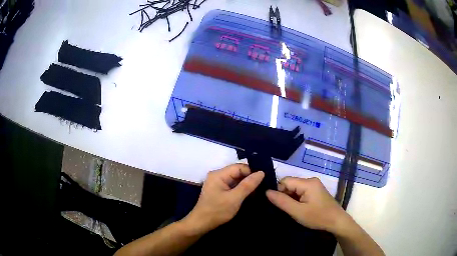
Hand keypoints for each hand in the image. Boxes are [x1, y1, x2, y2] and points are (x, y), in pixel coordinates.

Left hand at [182, 164, 264, 233]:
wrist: (201, 223)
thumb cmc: (217, 211)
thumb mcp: (235, 198)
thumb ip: (248, 185)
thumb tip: (261, 172)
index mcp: (218, 174)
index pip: (239, 167)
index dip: (251, 172)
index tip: (262, 181)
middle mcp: (217, 175)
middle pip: (238, 172)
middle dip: (249, 179)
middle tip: (262, 187)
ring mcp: (218, 183)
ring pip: (236, 179)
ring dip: (246, 185)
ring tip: (258, 192)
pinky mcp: (219, 190)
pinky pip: (233, 185)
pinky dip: (241, 189)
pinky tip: (249, 195)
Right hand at [266, 177, 349, 233]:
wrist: (336, 222)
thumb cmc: (317, 217)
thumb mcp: (297, 212)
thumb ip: (282, 201)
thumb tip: (266, 192)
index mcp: (307, 183)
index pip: (285, 181)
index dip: (279, 192)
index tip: (279, 205)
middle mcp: (311, 180)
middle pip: (290, 184)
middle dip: (285, 196)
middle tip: (287, 210)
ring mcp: (315, 186)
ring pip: (295, 189)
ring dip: (291, 199)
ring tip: (293, 210)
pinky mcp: (316, 191)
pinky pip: (301, 192)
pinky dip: (297, 200)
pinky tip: (300, 209)